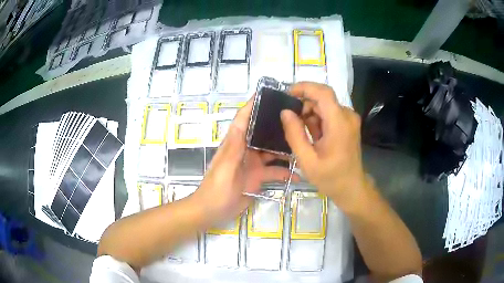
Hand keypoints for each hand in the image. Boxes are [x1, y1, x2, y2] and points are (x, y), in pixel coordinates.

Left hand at [193, 97, 296, 226]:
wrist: (212, 212)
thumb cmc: (216, 189)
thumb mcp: (225, 167)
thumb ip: (233, 146)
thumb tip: (240, 121)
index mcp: (235, 143)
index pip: (244, 119)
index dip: (253, 105)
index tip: (268, 93)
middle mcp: (245, 150)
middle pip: (263, 133)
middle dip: (277, 126)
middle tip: (298, 119)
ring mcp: (253, 164)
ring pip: (272, 152)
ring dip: (286, 150)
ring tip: (304, 145)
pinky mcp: (258, 178)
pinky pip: (274, 172)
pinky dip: (285, 173)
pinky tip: (299, 175)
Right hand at [280, 82, 369, 211]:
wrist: (351, 187)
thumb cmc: (330, 177)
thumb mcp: (307, 160)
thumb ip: (295, 134)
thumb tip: (285, 112)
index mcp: (339, 123)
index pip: (323, 92)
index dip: (304, 87)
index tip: (287, 93)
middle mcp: (347, 116)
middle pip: (322, 98)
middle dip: (304, 105)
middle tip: (291, 122)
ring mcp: (349, 119)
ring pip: (325, 105)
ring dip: (310, 114)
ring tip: (303, 134)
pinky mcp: (348, 123)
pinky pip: (330, 112)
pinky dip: (318, 119)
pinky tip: (314, 136)